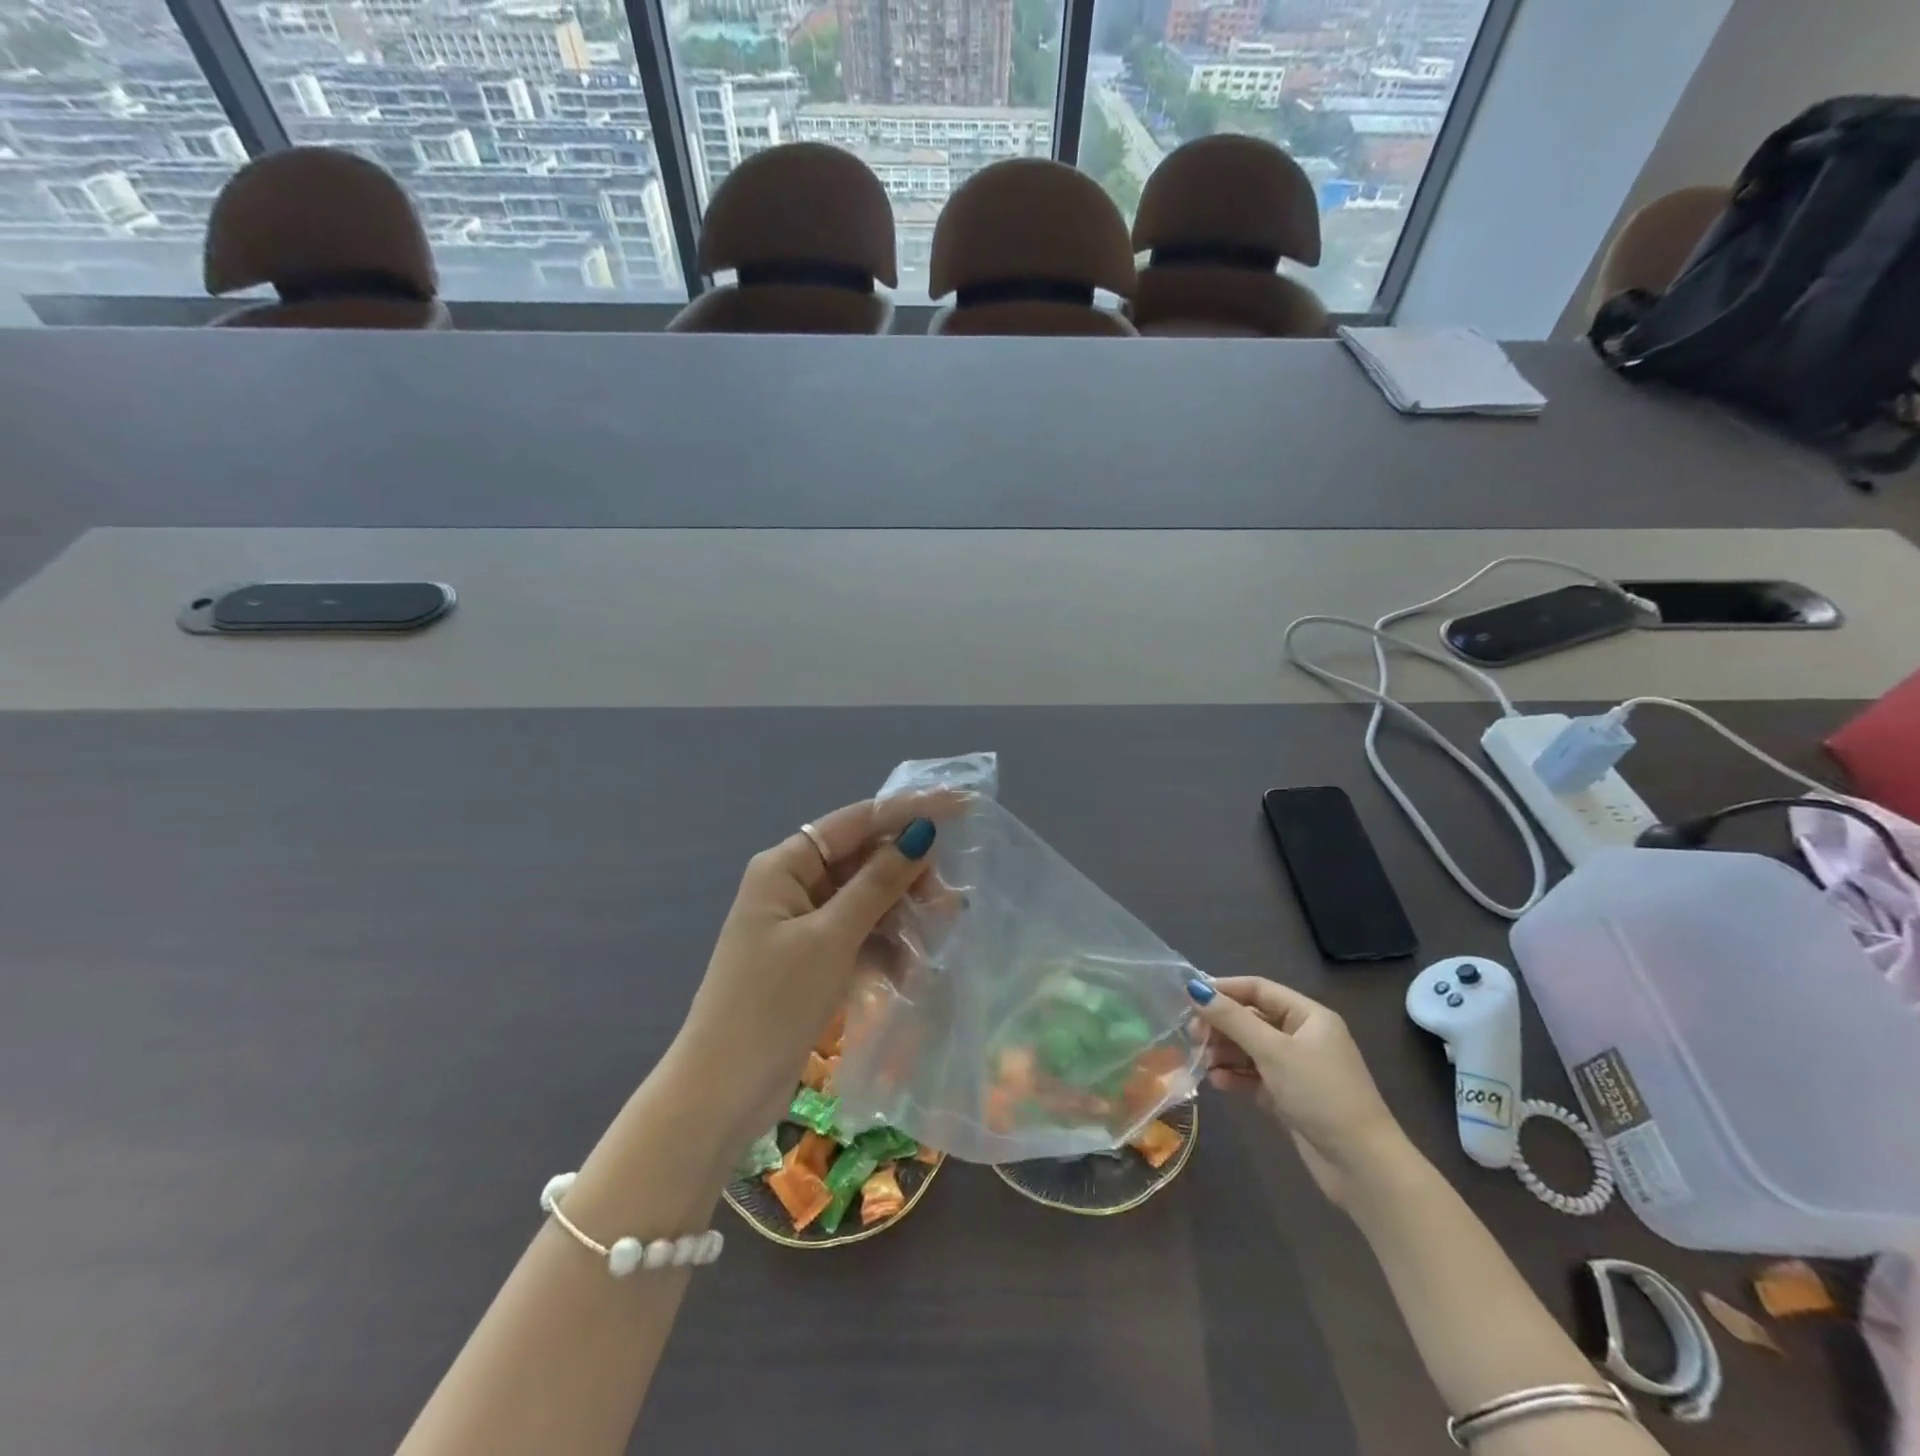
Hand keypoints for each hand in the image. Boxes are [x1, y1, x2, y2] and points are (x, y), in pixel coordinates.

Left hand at [669, 796, 949, 1143]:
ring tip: (938, 937)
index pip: (857, 820)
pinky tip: (908, 971)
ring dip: (900, 915)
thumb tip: (920, 832)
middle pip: (863, 860)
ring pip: (866, 900)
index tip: (961, 804)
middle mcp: (794, 885)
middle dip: (907, 876)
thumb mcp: (831, 938)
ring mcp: (802, 925)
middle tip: (948, 902)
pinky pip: (858, 935)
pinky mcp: (811, 960)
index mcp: (786, 866)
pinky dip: (884, 947)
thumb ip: (878, 883)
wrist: (721, 1093)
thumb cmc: (772, 1003)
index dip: (909, 810)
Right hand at [1187, 976, 1410, 1204]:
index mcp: (1308, 1017)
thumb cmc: (1320, 1094)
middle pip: (1252, 1019)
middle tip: (1192, 1034)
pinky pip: (1255, 1077)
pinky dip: (1235, 1076)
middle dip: (1221, 1024)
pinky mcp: (1290, 1097)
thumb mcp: (1273, 1051)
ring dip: (1224, 1052)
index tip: (1190, 996)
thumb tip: (1195, 988)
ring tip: (1200, 1060)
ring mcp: (1297, 1069)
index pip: (1259, 989)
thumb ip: (1232, 1019)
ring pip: (1250, 1049)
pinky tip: (1216, 1081)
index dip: (1225, 989)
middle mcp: (1303, 1037)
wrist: (1362, 1165)